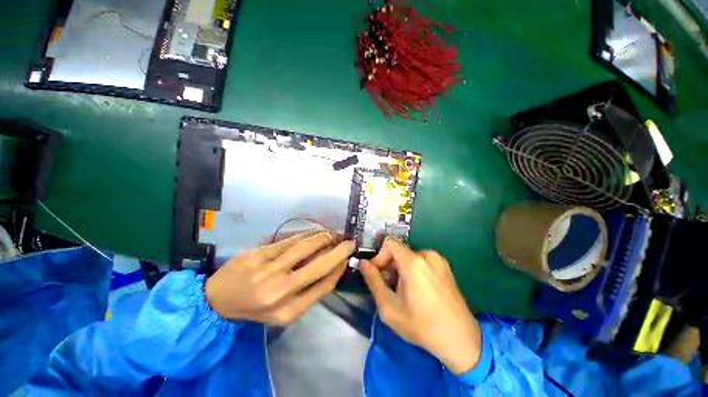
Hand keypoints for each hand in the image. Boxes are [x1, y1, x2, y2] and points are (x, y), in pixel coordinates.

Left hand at [205, 231, 354, 324]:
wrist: (217, 300)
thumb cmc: (254, 308)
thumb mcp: (283, 312)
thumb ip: (308, 292)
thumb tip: (332, 268)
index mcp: (289, 311)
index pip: (324, 285)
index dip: (339, 268)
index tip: (347, 258)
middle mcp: (280, 291)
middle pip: (319, 265)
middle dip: (339, 252)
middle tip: (349, 242)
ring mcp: (268, 270)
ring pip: (306, 247)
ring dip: (323, 238)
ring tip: (332, 234)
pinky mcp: (259, 254)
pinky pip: (290, 240)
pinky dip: (306, 234)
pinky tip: (314, 232)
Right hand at [360, 239, 481, 373]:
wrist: (461, 339)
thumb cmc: (422, 326)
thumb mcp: (389, 307)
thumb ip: (373, 281)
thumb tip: (362, 263)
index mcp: (413, 262)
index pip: (389, 243)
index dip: (379, 256)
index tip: (378, 274)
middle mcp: (427, 255)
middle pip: (399, 251)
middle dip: (389, 265)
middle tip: (388, 286)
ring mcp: (438, 260)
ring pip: (409, 256)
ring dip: (400, 268)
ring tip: (402, 290)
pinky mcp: (445, 266)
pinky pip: (421, 260)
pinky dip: (413, 269)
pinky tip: (417, 289)